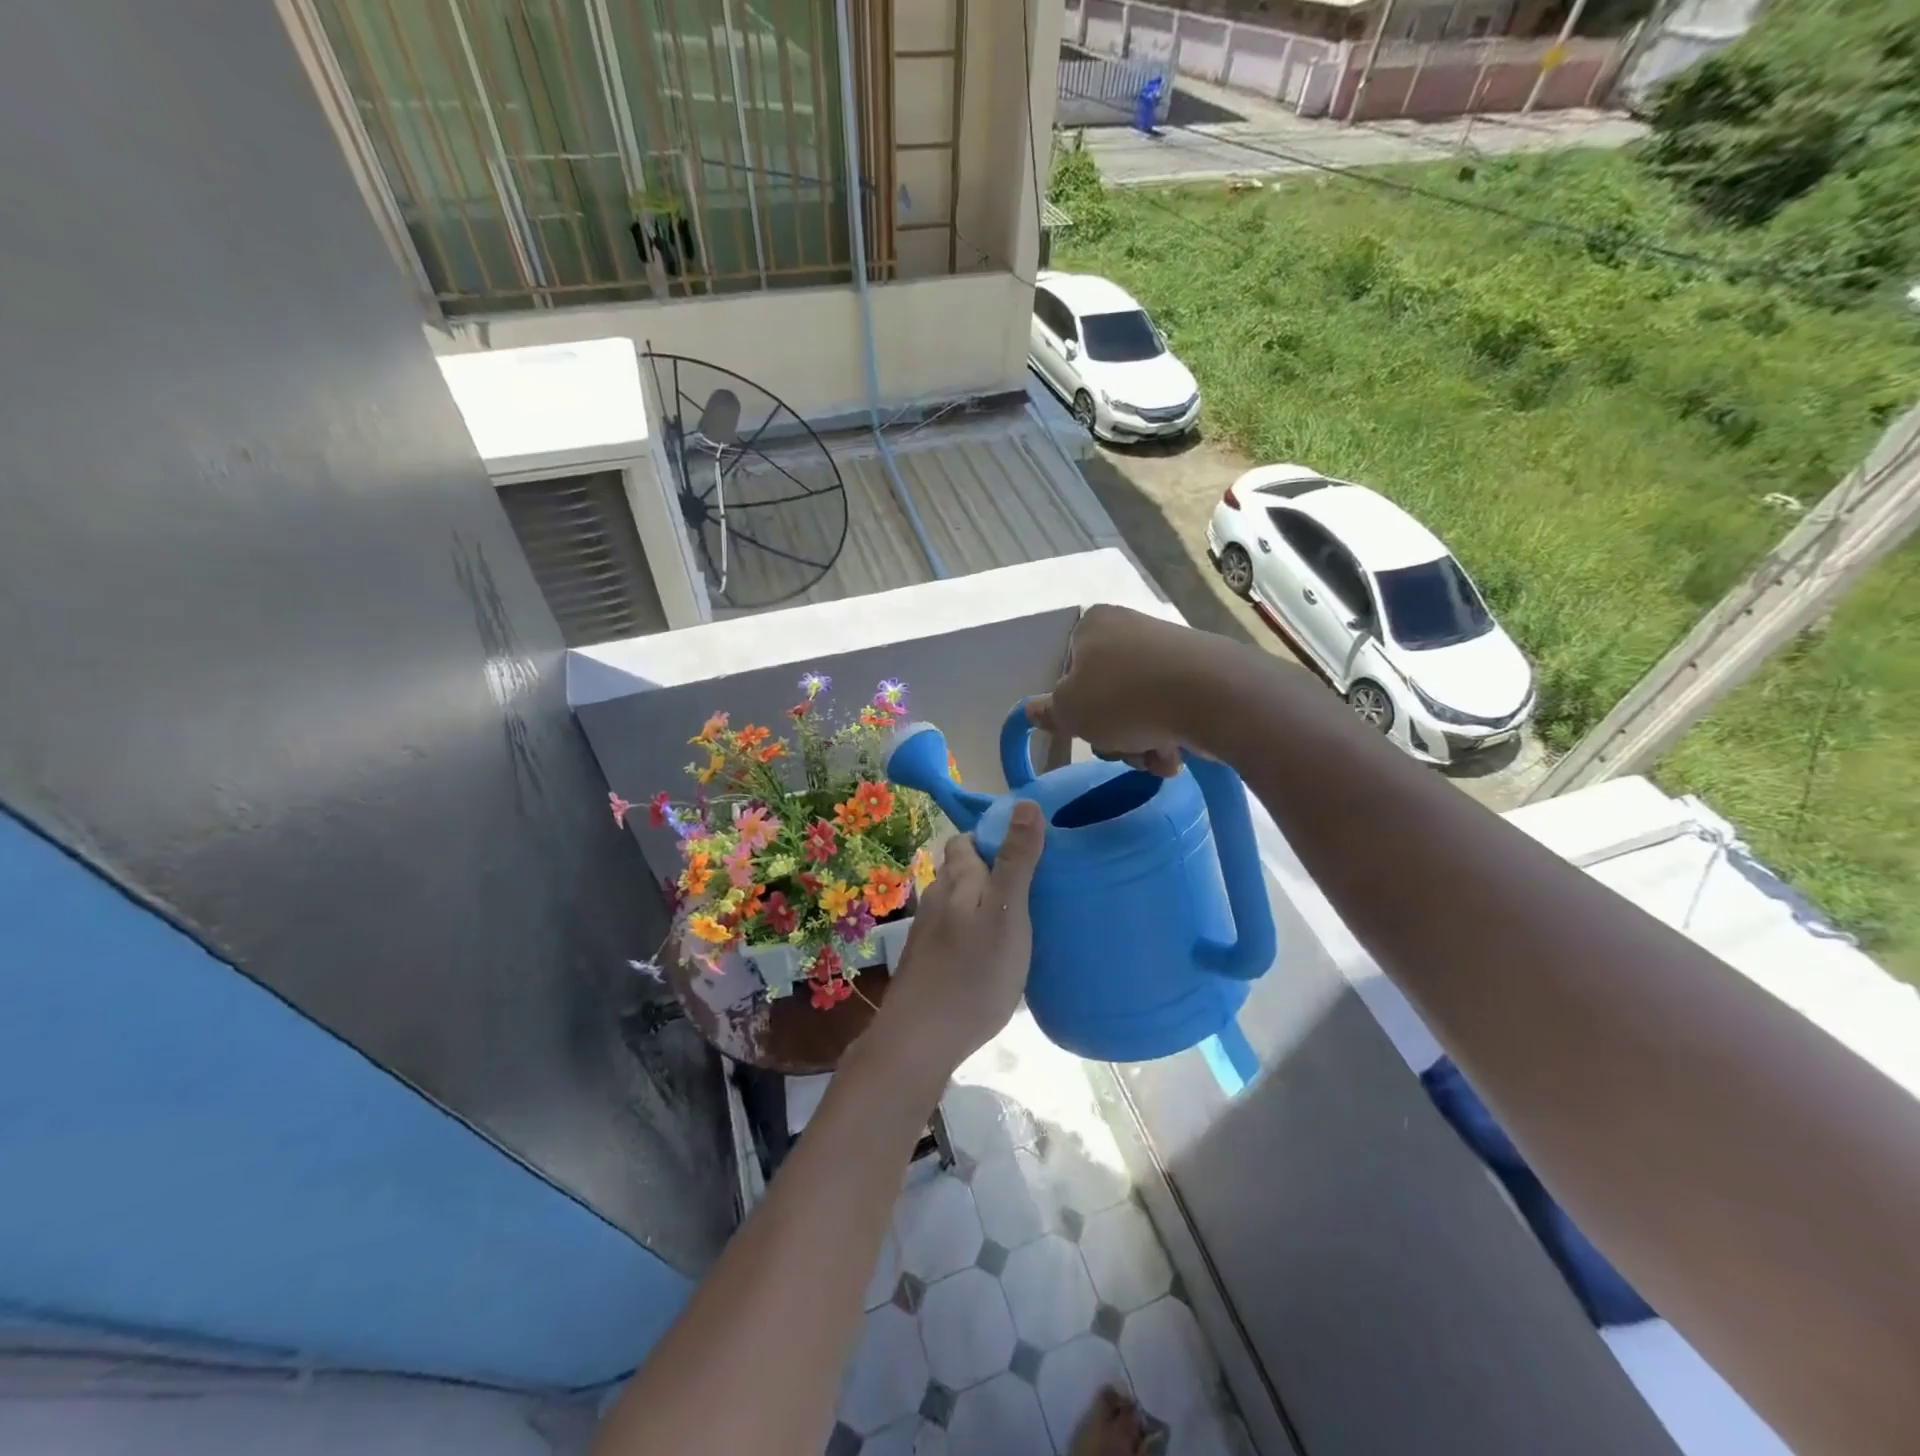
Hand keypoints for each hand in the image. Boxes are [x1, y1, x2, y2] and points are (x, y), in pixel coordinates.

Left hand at [872, 801, 1045, 1074]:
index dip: (994, 837)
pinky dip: (974, 930)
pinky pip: (955, 930)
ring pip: (958, 901)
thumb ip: (1016, 860)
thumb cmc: (973, 973)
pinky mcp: (927, 960)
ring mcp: (928, 930)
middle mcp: (936, 897)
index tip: (1028, 848)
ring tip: (1019, 918)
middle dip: (992, 869)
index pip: (968, 840)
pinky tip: (993, 953)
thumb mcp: (1007, 913)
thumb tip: (1025, 804)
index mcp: (957, 879)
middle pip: (962, 870)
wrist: (920, 1039)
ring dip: (984, 901)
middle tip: (1032, 886)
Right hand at [1027, 604, 1227, 775]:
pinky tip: (1174, 754)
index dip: (1074, 706)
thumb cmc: (1123, 698)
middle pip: (1105, 695)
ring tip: (1153, 756)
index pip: (1069, 670)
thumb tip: (1032, 709)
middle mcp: (1131, 630)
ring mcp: (1169, 652)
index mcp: (1094, 626)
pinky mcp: (1200, 675)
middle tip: (1119, 747)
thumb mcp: (1069, 711)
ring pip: (1138, 710)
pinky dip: (1167, 737)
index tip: (1084, 727)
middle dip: (1111, 733)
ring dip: (1139, 743)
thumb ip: (1048, 712)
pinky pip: (1170, 711)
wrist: (1211, 696)